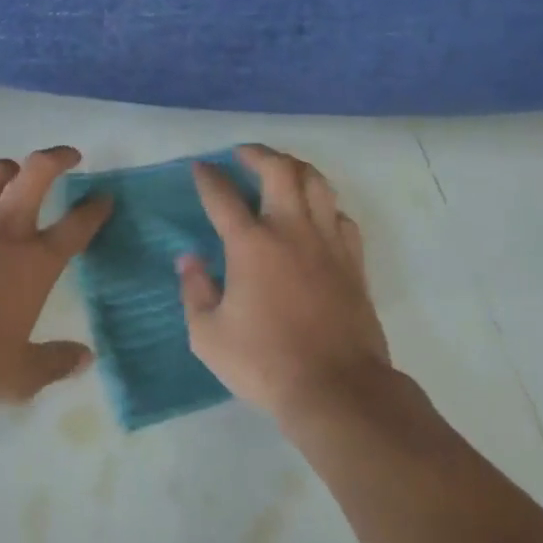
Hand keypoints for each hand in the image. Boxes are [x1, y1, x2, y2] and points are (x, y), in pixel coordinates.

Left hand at [0, 146, 111, 403]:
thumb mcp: (17, 377)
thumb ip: (54, 364)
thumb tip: (86, 358)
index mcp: (35, 261)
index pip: (78, 225)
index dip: (96, 209)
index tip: (105, 197)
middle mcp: (6, 228)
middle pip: (38, 172)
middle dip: (58, 157)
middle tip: (69, 156)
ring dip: (5, 169)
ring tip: (11, 174)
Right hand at [179, 144, 391, 421]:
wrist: (337, 389)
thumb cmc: (265, 363)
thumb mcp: (208, 336)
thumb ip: (194, 291)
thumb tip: (189, 260)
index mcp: (250, 245)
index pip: (223, 196)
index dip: (208, 177)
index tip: (200, 167)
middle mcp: (290, 230)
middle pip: (279, 170)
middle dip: (257, 153)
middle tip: (243, 153)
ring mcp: (327, 242)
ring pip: (317, 183)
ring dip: (296, 167)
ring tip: (281, 169)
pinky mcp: (353, 261)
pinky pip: (341, 216)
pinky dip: (325, 205)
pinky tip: (317, 214)